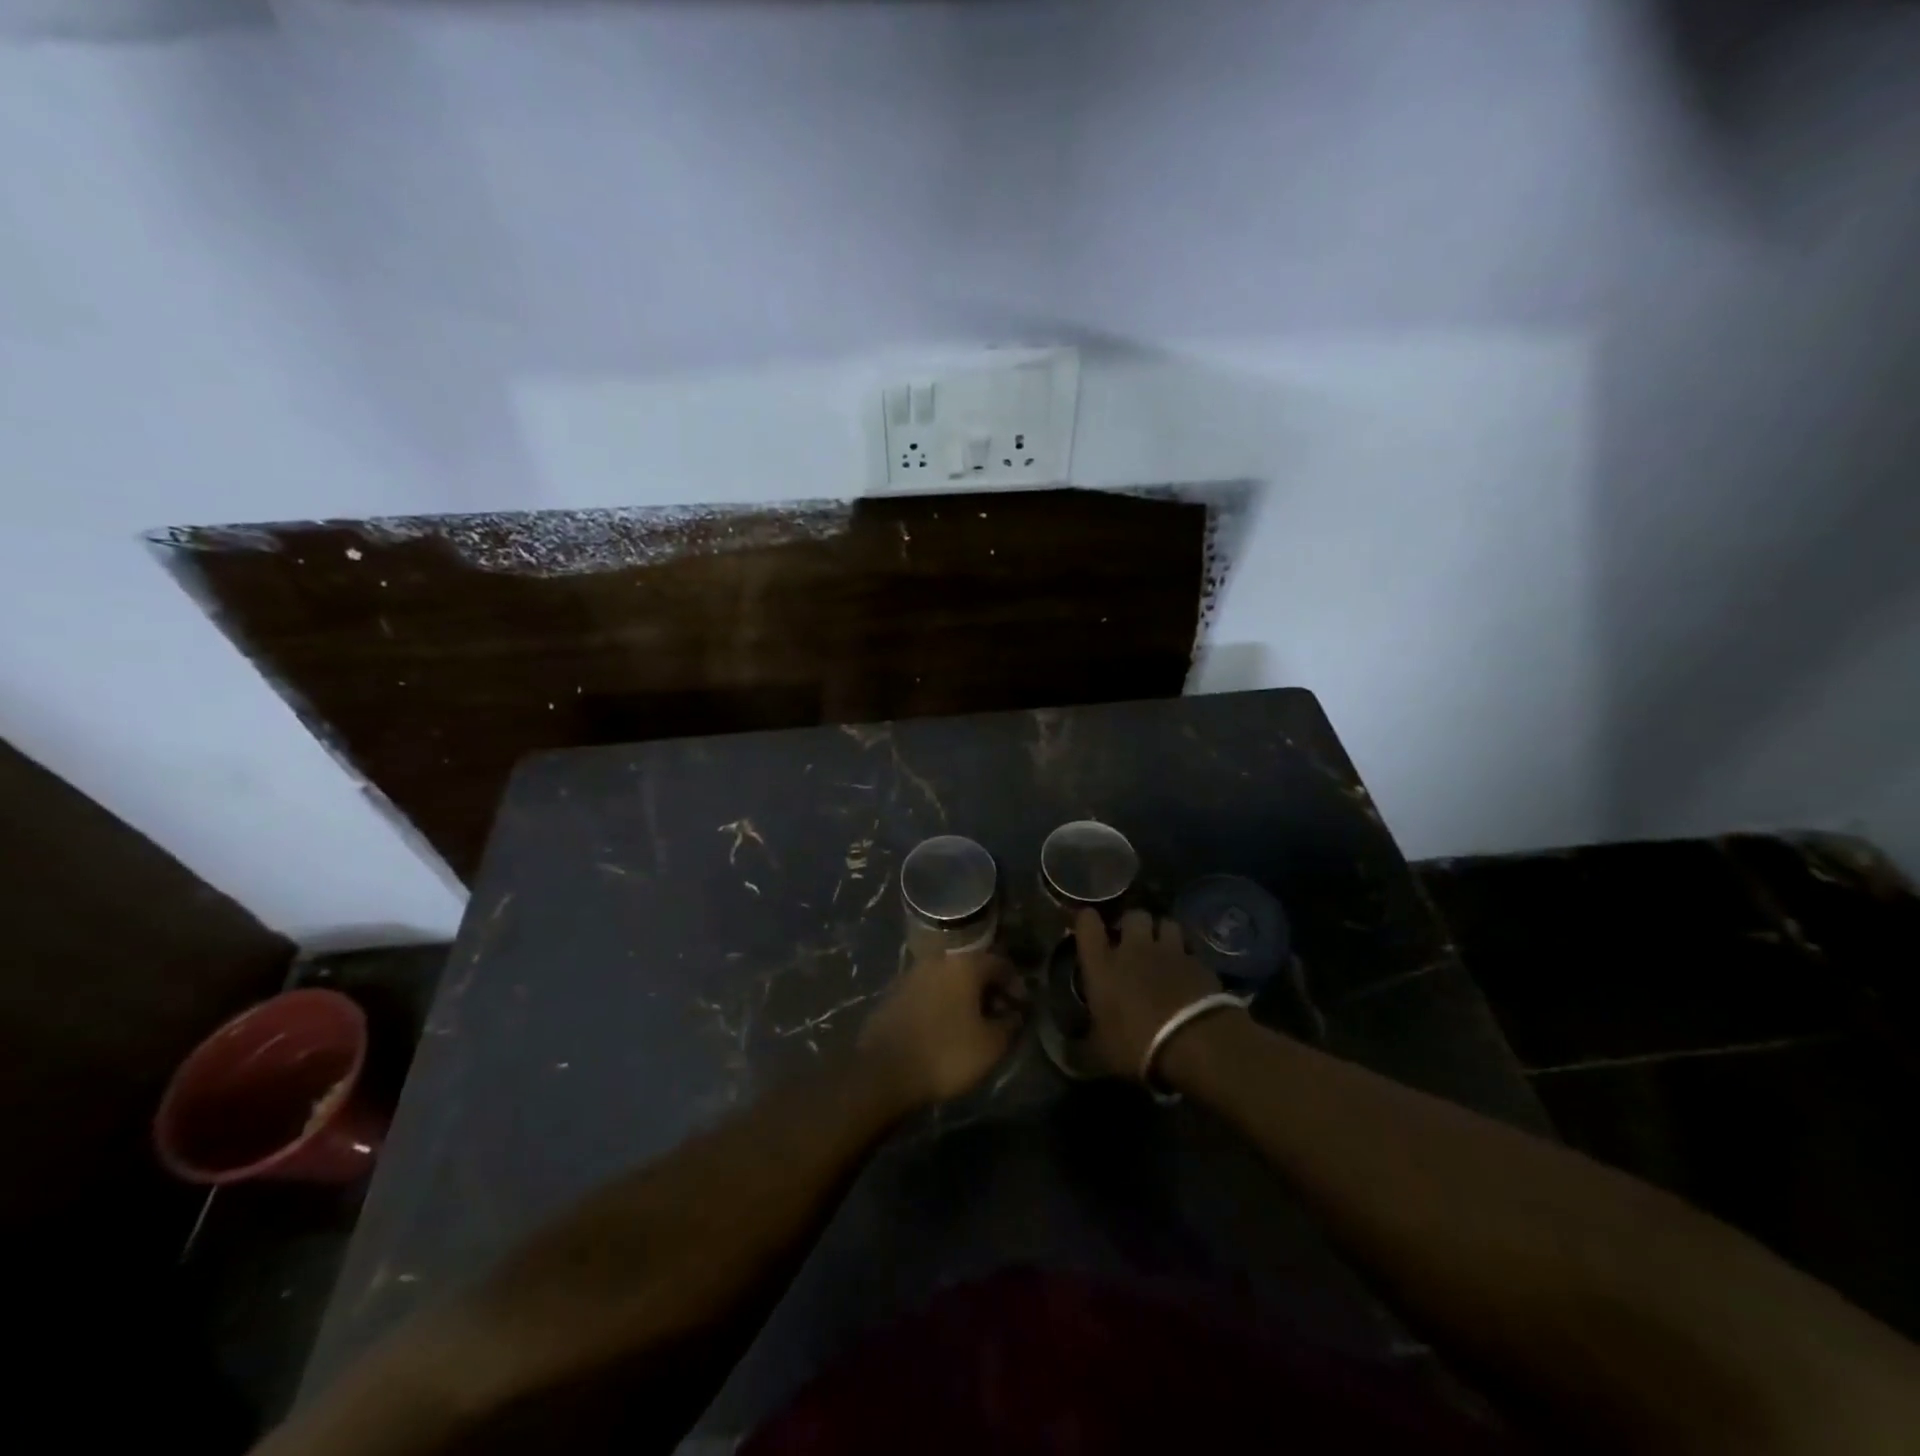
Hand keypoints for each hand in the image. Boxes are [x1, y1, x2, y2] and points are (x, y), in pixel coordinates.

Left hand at [858, 946, 1025, 1110]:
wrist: (883, 1071)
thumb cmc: (945, 1054)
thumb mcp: (991, 1045)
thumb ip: (1010, 1024)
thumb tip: (1015, 1013)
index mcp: (964, 964)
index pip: (1001, 964)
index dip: (1016, 985)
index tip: (1021, 1009)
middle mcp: (938, 959)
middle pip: (972, 968)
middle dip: (989, 990)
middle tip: (998, 1017)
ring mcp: (912, 974)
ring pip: (948, 979)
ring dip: (964, 996)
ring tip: (972, 1025)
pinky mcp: (894, 993)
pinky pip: (928, 991)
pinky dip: (942, 1003)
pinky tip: (944, 1027)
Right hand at [1074, 908, 1231, 1078]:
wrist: (1196, 1042)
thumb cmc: (1137, 1045)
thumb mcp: (1100, 1054)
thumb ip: (1080, 1046)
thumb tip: (1064, 1051)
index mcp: (1103, 964)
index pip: (1087, 924)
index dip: (1087, 920)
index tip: (1088, 925)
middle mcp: (1134, 949)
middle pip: (1133, 915)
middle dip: (1132, 924)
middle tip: (1132, 942)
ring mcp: (1170, 952)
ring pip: (1165, 923)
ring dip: (1162, 933)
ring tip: (1163, 950)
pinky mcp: (1199, 962)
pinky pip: (1190, 949)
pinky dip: (1187, 957)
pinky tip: (1187, 973)